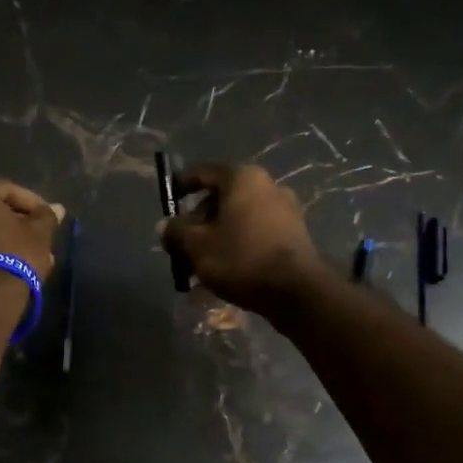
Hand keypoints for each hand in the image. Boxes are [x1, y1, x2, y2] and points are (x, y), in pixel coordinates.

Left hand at [0, 179, 64, 281]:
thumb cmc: (17, 251)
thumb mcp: (39, 231)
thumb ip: (47, 215)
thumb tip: (58, 208)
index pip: (11, 191)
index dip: (36, 204)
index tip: (51, 219)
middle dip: (23, 223)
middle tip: (43, 236)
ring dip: (13, 238)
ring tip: (36, 254)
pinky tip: (19, 263)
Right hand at [162, 163, 326, 316]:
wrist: (296, 291)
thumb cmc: (241, 258)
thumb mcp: (197, 246)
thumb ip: (176, 232)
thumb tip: (165, 226)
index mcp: (242, 178)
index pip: (203, 172)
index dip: (182, 185)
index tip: (169, 201)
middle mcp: (267, 185)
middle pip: (222, 197)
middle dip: (200, 220)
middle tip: (183, 243)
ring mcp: (285, 210)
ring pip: (239, 218)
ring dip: (218, 236)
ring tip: (202, 264)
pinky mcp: (295, 234)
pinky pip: (256, 233)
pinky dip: (238, 245)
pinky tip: (227, 271)